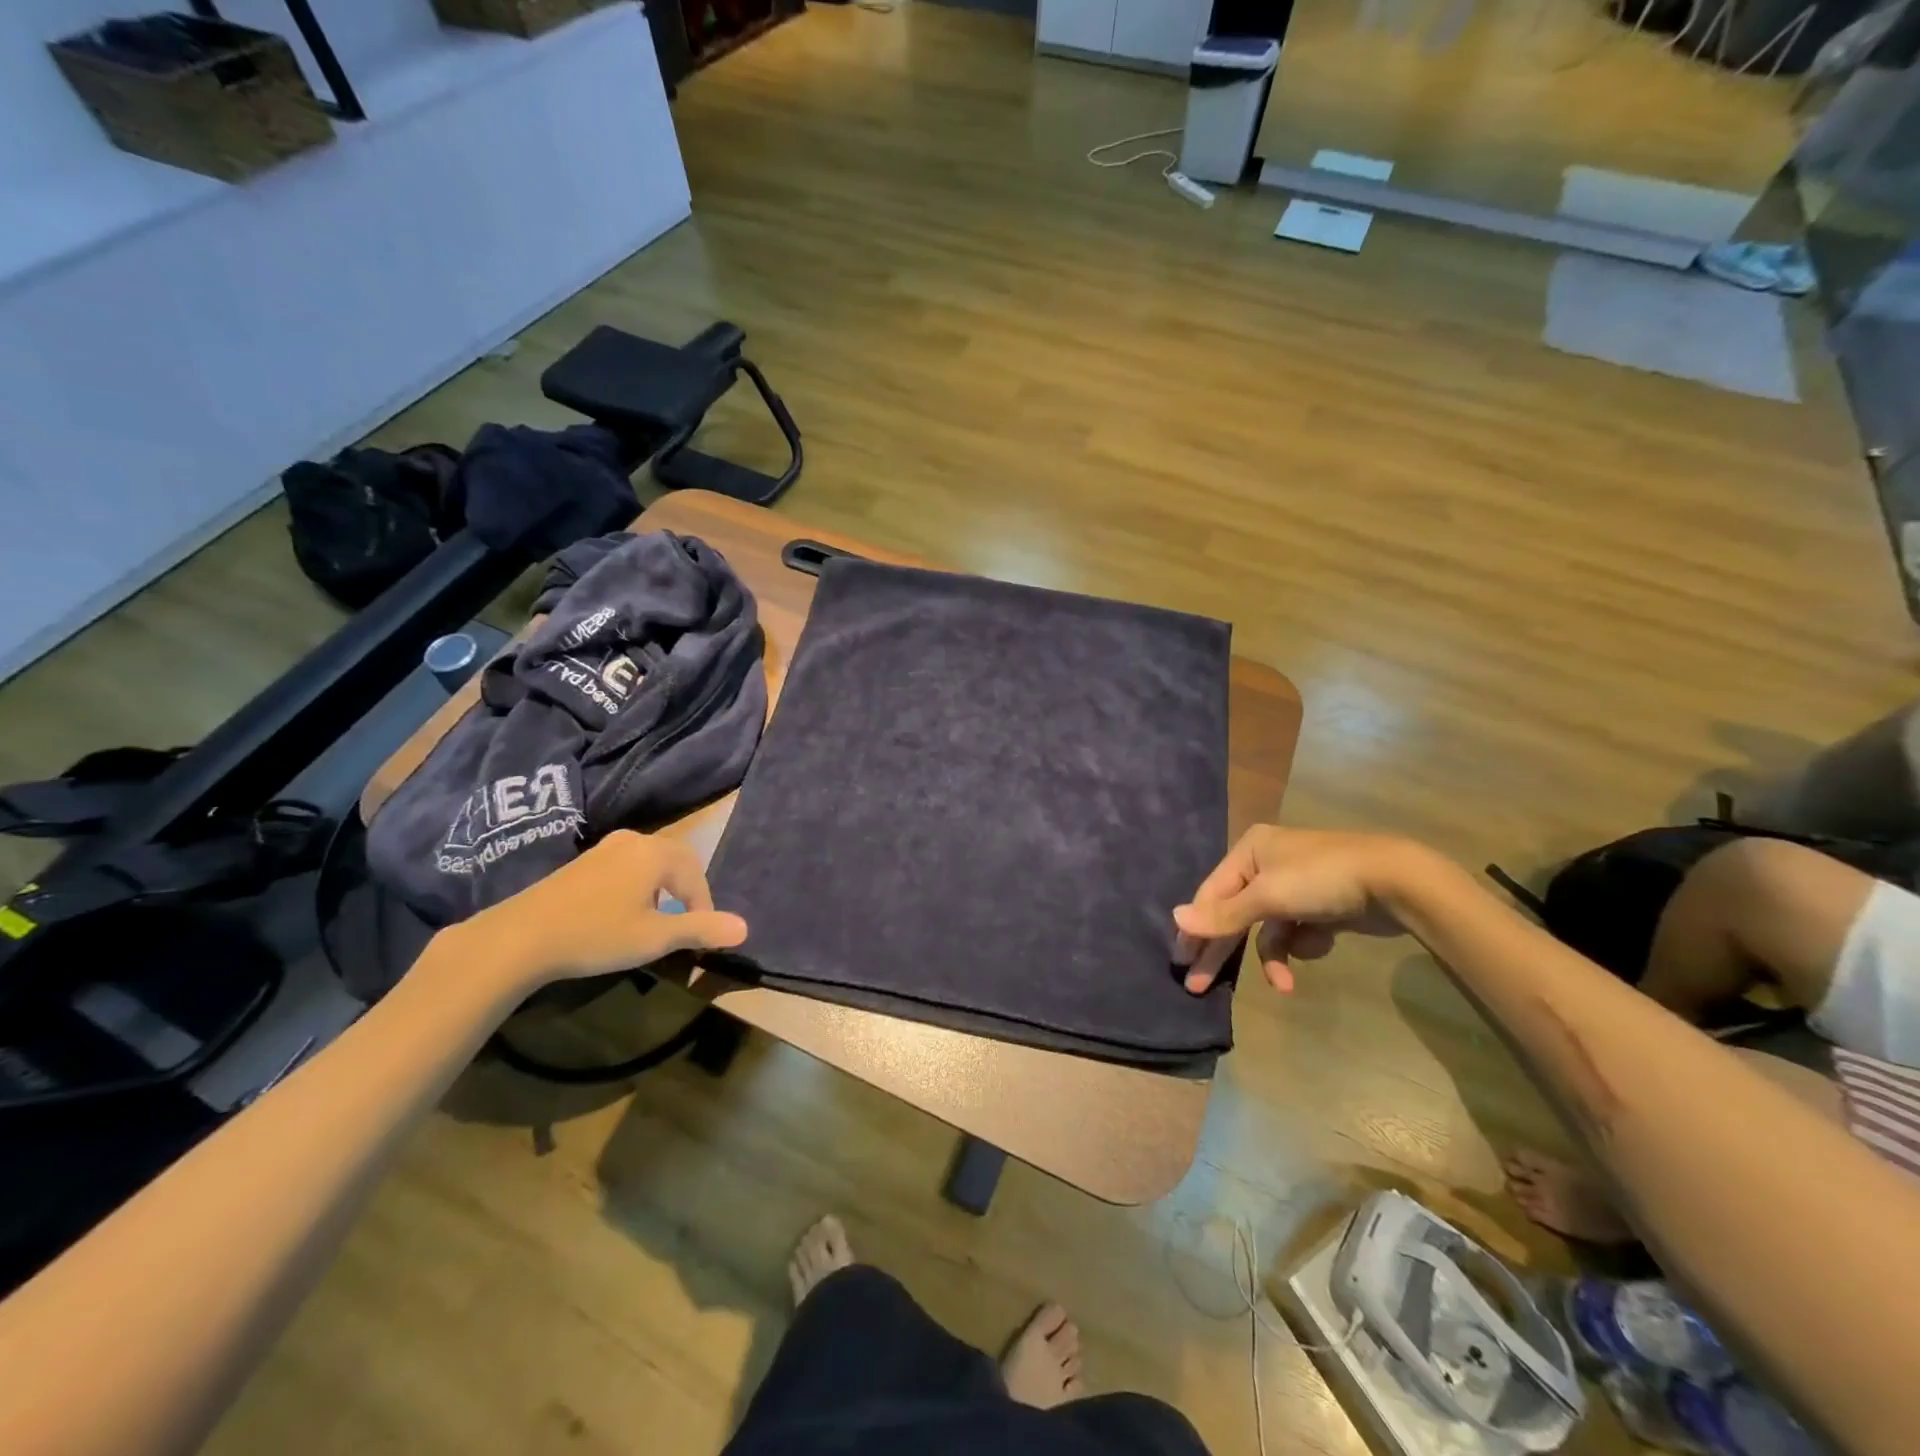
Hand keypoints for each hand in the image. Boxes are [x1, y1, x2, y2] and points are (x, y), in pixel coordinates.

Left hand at [457, 830, 746, 989]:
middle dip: (688, 890)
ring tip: (657, 919)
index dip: (704, 906)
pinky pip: (628, 865)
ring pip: (651, 862)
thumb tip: (745, 928)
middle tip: (685, 922)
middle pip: (677, 860)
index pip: (696, 876)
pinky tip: (623, 912)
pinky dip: (639, 884)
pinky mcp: (584, 861)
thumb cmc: (596, 934)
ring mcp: (606, 848)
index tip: (699, 936)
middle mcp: (634, 840)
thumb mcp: (655, 938)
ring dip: (663, 887)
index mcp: (656, 853)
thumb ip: (700, 929)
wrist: (520, 936)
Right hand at [1172, 827, 1416, 993]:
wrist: (1398, 882)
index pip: (1211, 894)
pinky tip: (1322, 944)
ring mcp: (1295, 886)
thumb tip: (1175, 919)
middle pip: (1234, 913)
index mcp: (1249, 851)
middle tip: (1198, 986)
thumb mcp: (1268, 897)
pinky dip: (1304, 944)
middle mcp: (1267, 864)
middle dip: (1222, 949)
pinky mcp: (1320, 906)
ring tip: (1283, 983)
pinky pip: (1296, 932)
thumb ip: (1223, 914)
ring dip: (1274, 955)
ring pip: (1267, 929)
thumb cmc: (1322, 879)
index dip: (1196, 928)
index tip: (1182, 962)